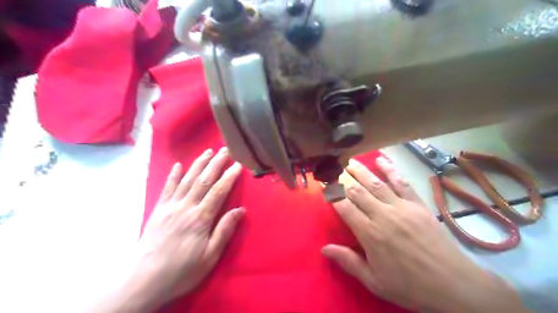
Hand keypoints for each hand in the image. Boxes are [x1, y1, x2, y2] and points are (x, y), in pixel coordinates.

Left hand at [135, 149, 244, 306]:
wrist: (143, 280)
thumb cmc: (182, 270)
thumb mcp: (210, 256)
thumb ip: (225, 230)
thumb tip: (241, 210)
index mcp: (201, 218)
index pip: (219, 191)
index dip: (229, 176)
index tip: (238, 165)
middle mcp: (186, 207)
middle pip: (203, 180)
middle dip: (216, 163)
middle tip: (225, 150)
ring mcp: (170, 206)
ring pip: (187, 180)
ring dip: (198, 164)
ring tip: (208, 151)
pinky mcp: (159, 210)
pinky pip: (167, 188)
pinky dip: (173, 175)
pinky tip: (178, 165)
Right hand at [323, 158, 528, 312]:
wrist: (453, 284)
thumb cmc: (409, 285)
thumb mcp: (374, 281)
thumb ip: (348, 261)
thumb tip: (324, 249)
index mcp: (370, 234)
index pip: (345, 207)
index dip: (333, 195)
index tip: (325, 186)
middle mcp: (383, 215)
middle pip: (358, 191)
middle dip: (344, 179)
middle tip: (334, 169)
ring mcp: (401, 207)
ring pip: (376, 184)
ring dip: (362, 171)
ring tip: (351, 162)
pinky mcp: (417, 204)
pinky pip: (401, 183)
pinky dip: (391, 170)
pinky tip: (382, 160)